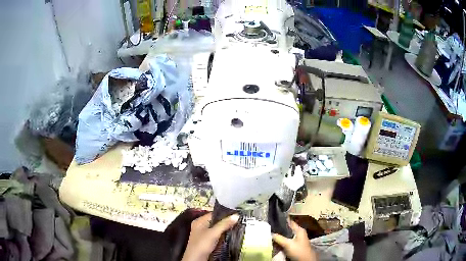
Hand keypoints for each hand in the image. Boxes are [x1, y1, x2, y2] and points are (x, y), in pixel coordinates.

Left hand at [181, 213, 239, 260]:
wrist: (196, 259)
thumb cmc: (202, 244)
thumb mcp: (213, 233)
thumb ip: (224, 224)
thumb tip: (236, 216)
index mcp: (199, 221)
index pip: (213, 213)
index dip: (224, 213)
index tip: (236, 214)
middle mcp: (200, 226)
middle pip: (215, 221)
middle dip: (226, 222)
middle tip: (237, 221)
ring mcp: (203, 234)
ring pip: (217, 229)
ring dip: (225, 229)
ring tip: (236, 227)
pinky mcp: (207, 242)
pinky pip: (217, 235)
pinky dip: (223, 235)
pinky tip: (229, 236)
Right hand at [272, 220, 316, 260]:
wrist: (305, 260)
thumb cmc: (298, 250)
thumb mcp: (288, 244)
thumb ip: (279, 238)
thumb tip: (270, 233)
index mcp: (299, 230)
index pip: (290, 222)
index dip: (282, 221)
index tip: (272, 220)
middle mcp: (298, 233)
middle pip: (287, 230)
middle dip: (279, 230)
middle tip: (269, 230)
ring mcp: (297, 240)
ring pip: (286, 237)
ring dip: (279, 237)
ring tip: (270, 236)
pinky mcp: (294, 246)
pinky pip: (286, 242)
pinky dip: (281, 242)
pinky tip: (275, 243)